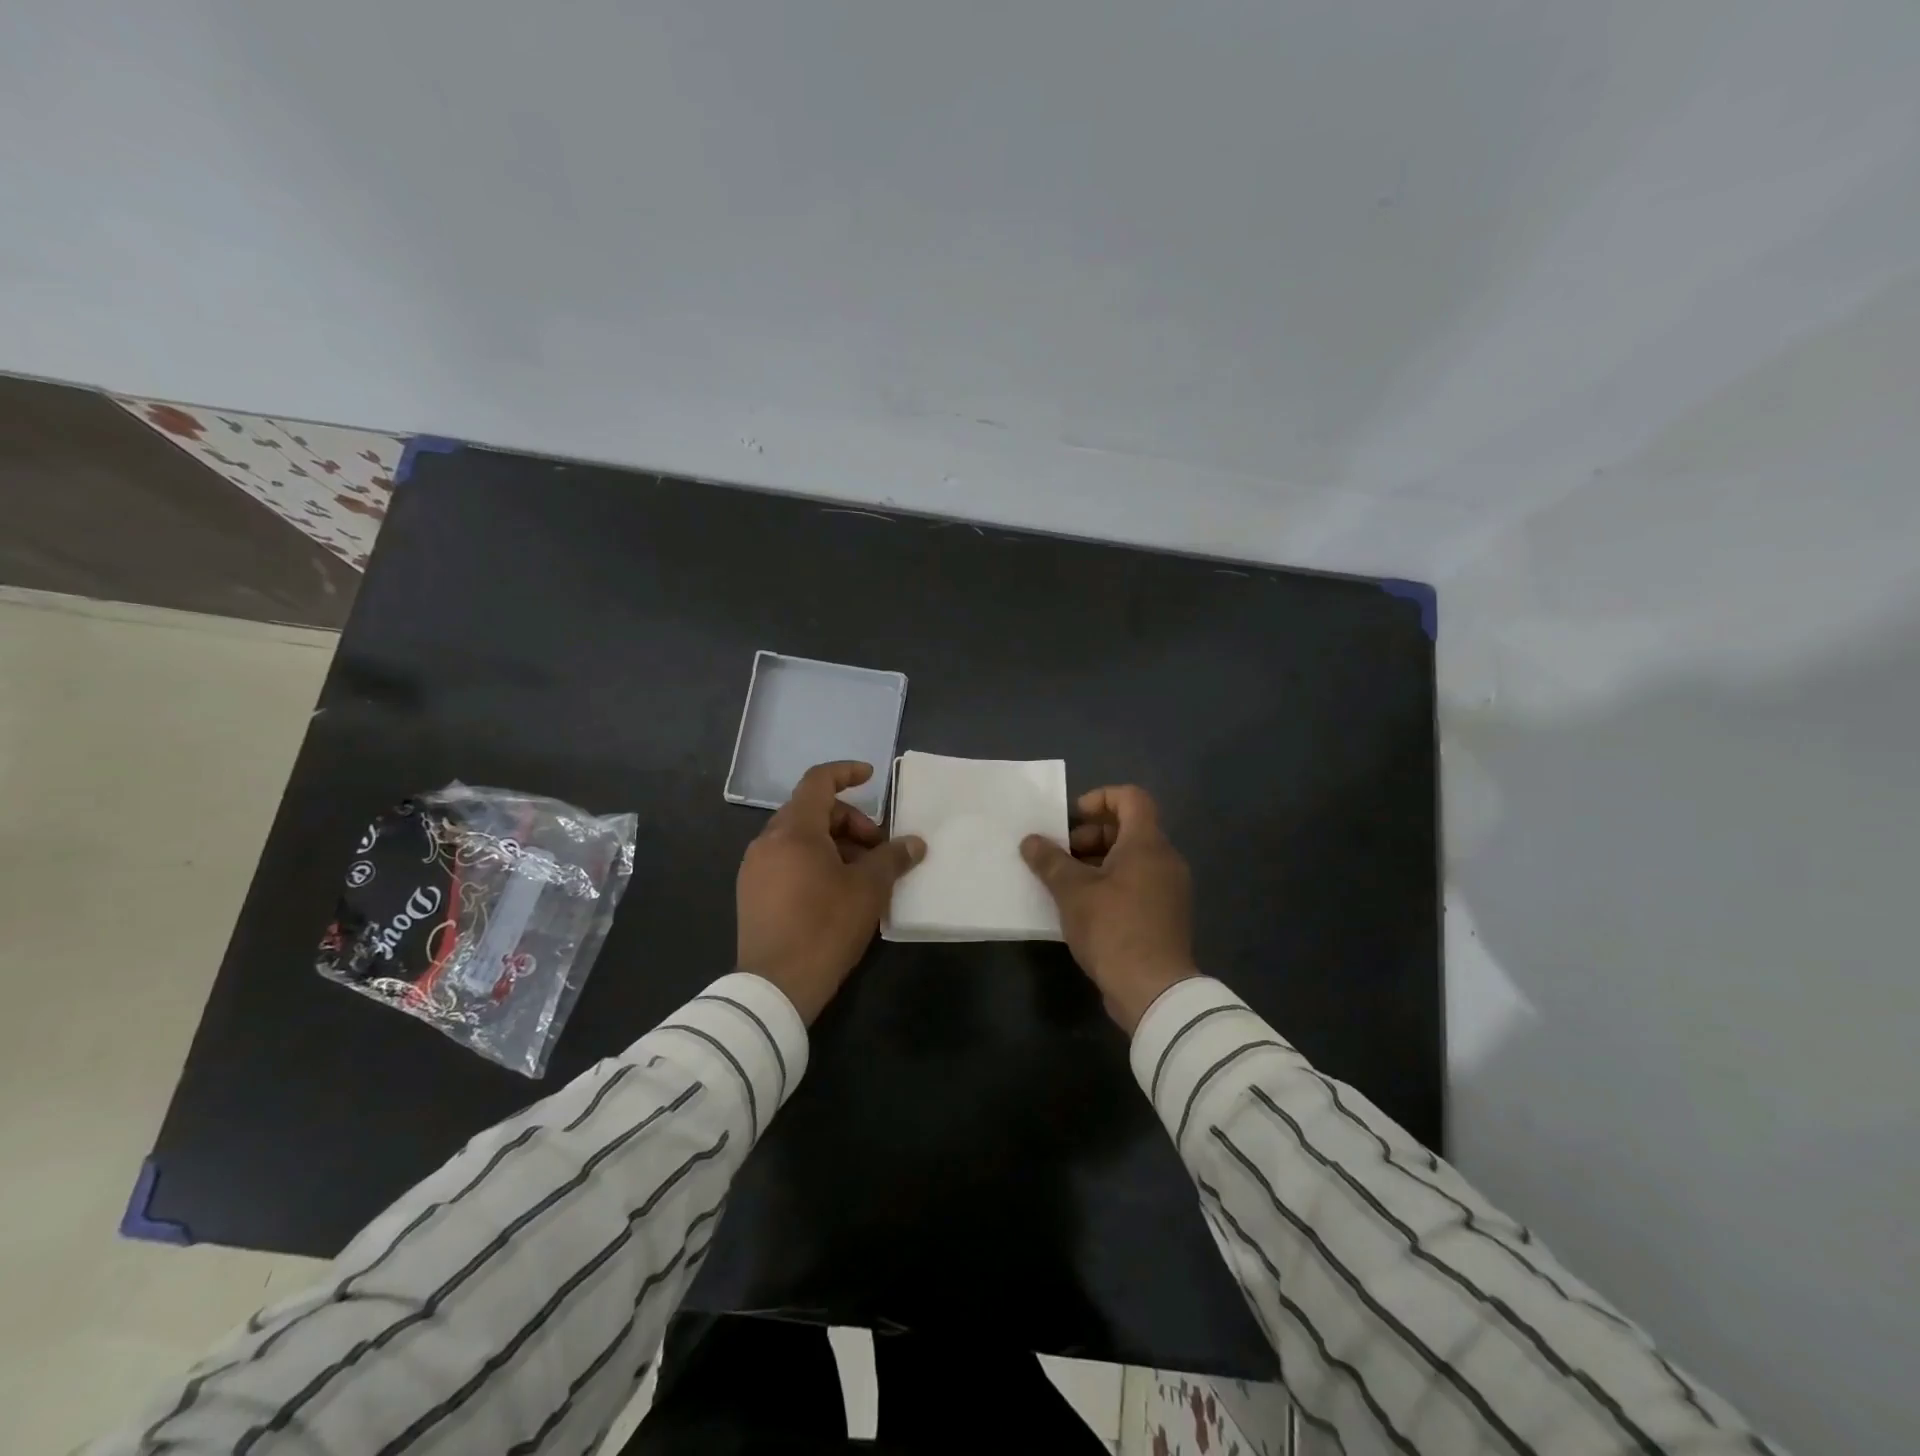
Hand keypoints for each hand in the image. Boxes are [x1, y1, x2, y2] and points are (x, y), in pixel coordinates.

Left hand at [737, 760, 925, 1022]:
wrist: (775, 987)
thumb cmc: (825, 927)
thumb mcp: (868, 889)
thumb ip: (892, 857)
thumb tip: (915, 843)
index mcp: (794, 831)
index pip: (818, 782)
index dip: (846, 773)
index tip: (870, 777)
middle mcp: (767, 842)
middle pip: (811, 811)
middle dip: (849, 822)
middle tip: (877, 848)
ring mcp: (755, 869)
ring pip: (799, 838)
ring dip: (834, 844)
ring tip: (861, 874)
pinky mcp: (752, 894)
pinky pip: (787, 861)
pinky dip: (814, 862)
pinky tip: (836, 891)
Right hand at [1021, 785, 1197, 1032]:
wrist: (1153, 990)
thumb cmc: (1113, 928)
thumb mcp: (1072, 892)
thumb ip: (1050, 861)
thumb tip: (1030, 841)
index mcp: (1147, 844)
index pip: (1131, 798)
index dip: (1100, 798)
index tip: (1073, 819)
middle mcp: (1164, 859)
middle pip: (1129, 828)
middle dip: (1091, 835)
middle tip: (1062, 856)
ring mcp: (1169, 889)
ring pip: (1132, 859)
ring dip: (1097, 862)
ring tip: (1066, 883)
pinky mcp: (1165, 915)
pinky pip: (1137, 883)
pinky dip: (1111, 884)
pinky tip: (1083, 907)